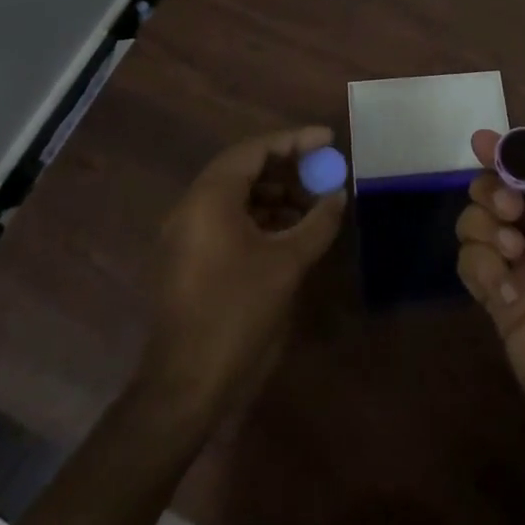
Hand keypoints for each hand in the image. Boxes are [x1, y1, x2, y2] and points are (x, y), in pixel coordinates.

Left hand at [143, 126, 346, 420]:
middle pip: (244, 168)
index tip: (328, 140)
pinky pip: (227, 219)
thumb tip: (338, 196)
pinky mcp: (189, 257)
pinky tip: (289, 232)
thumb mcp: (287, 264)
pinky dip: (260, 217)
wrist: (186, 384)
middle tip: (323, 171)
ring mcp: (186, 233)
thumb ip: (317, 223)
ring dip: (276, 194)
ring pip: (236, 195)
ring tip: (313, 204)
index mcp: (210, 198)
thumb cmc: (237, 313)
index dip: (295, 141)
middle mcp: (192, 206)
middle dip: (287, 167)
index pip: (255, 149)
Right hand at [455, 129, 524, 479]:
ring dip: (484, 223)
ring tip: (511, 249)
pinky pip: (472, 269)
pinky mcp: (504, 311)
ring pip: (479, 225)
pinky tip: (507, 289)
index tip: (483, 142)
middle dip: (495, 187)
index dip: (514, 157)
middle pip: (503, 193)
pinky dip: (479, 265)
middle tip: (509, 208)